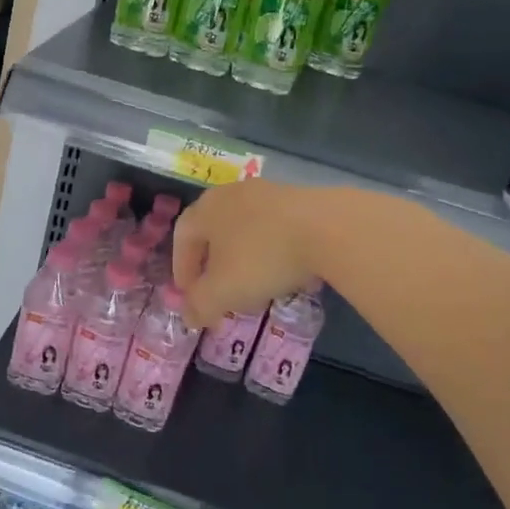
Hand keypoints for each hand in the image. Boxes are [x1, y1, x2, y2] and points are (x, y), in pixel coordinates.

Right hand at [171, 178, 322, 327]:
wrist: (327, 229)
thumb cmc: (262, 258)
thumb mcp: (223, 292)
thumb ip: (200, 306)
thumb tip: (189, 316)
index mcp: (206, 208)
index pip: (182, 237)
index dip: (182, 269)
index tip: (190, 296)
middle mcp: (231, 193)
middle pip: (213, 230)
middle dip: (213, 264)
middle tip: (218, 291)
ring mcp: (267, 192)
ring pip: (245, 228)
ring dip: (244, 257)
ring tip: (254, 285)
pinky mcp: (299, 198)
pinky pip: (275, 228)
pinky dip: (272, 250)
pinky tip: (285, 271)